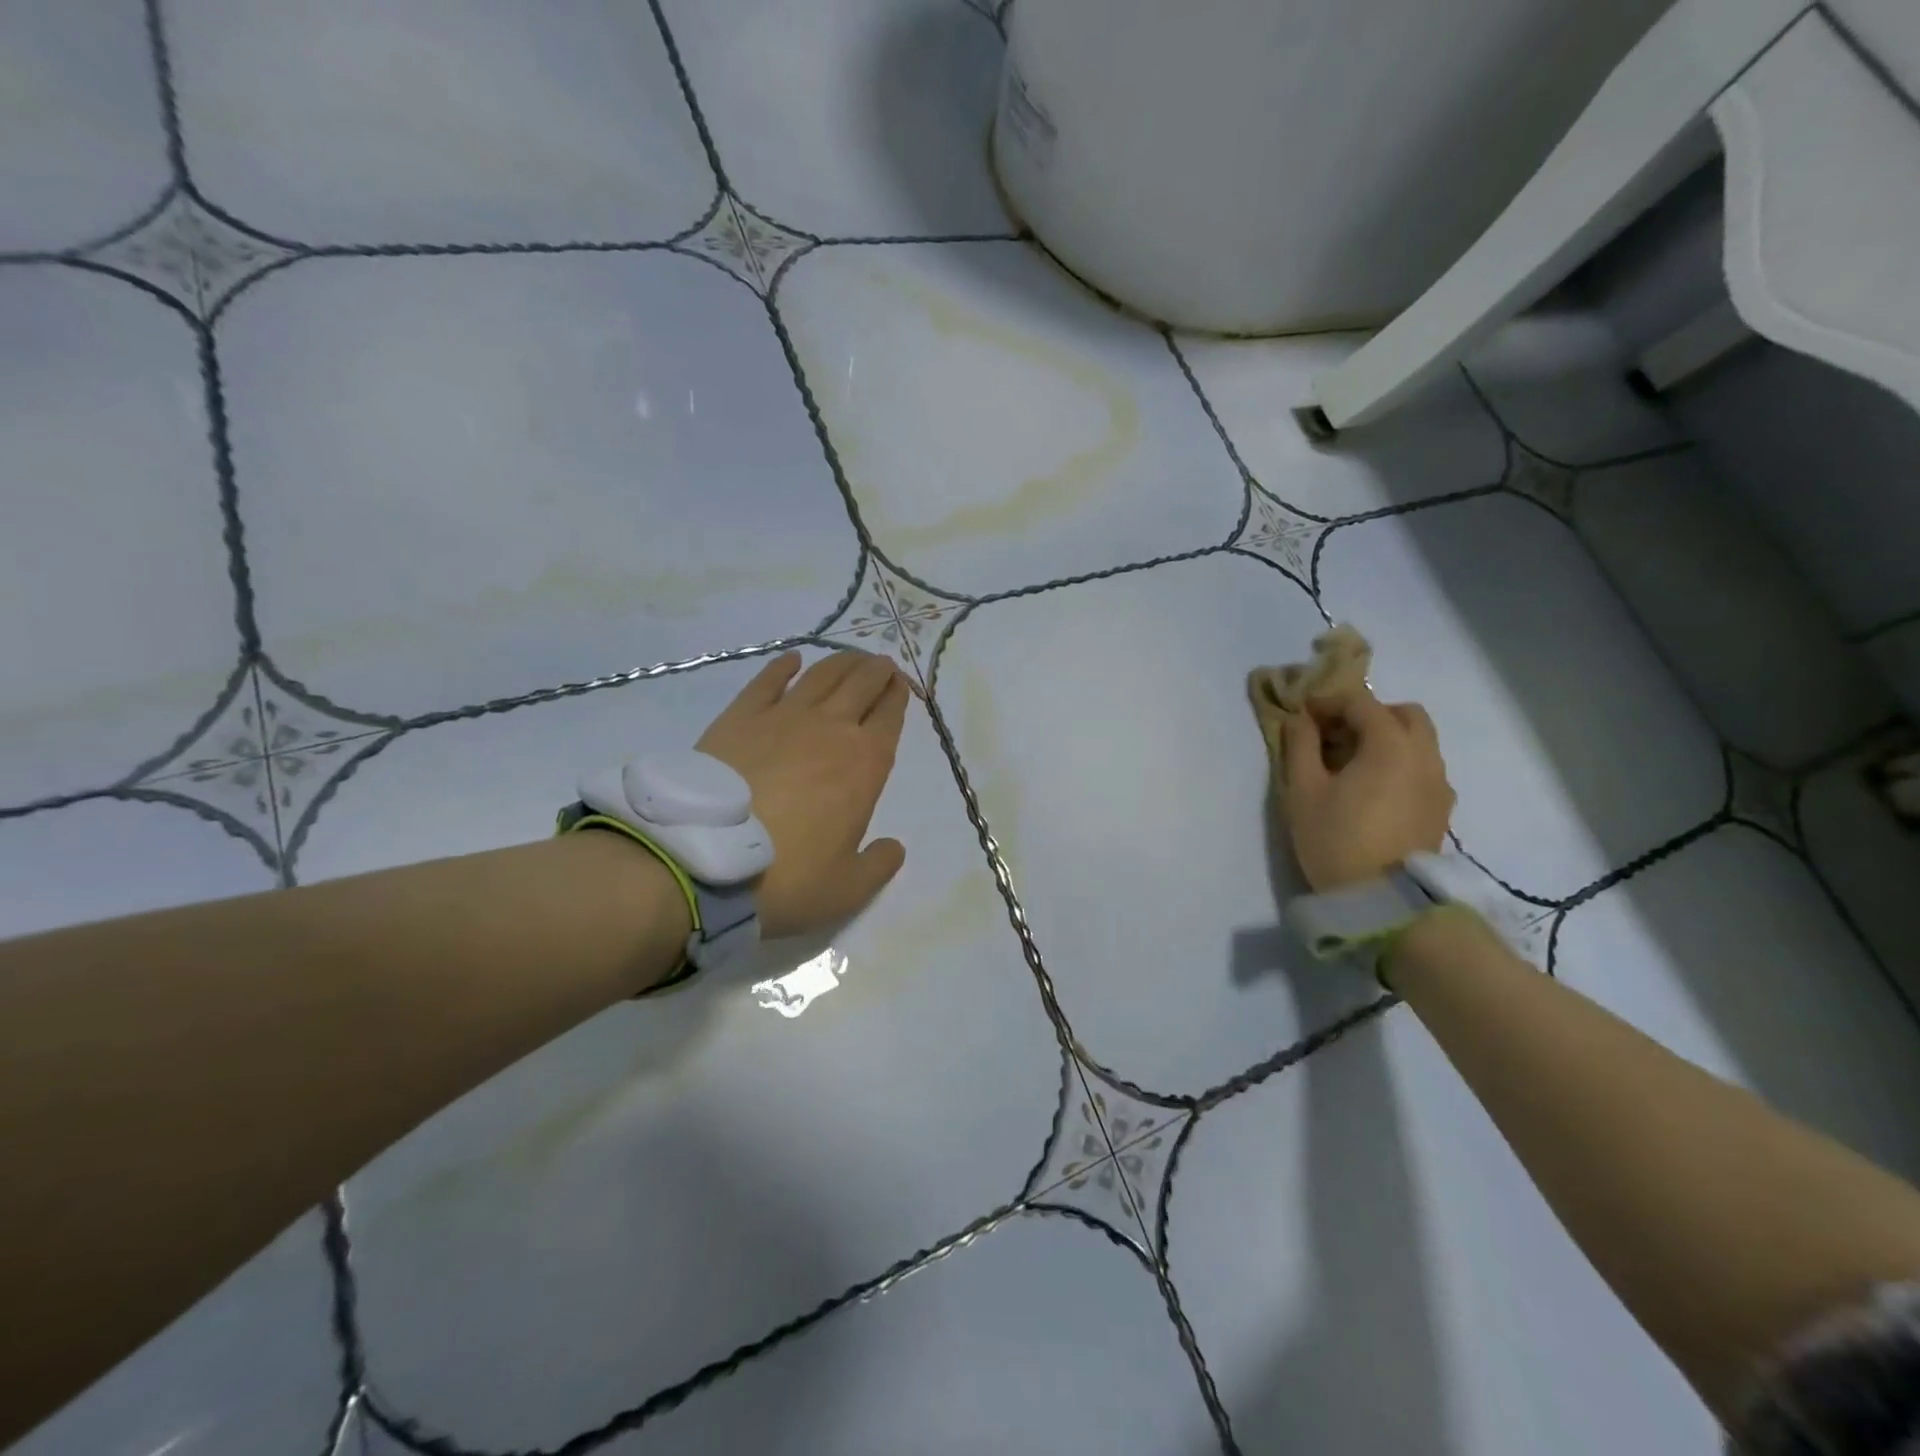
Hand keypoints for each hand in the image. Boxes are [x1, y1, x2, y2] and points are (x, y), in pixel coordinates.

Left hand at [696, 650, 909, 936]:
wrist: (707, 861)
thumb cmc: (788, 877)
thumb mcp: (848, 889)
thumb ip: (879, 865)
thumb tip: (894, 847)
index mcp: (866, 763)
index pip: (890, 716)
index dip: (899, 696)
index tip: (902, 685)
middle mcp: (831, 728)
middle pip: (861, 684)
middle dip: (877, 671)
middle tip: (881, 665)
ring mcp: (783, 716)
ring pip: (822, 675)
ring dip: (841, 662)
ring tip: (850, 658)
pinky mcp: (740, 716)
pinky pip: (768, 681)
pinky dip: (783, 667)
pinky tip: (792, 660)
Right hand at [1280, 692, 1454, 891]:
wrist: (1384, 903)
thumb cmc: (1336, 840)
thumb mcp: (1303, 791)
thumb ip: (1300, 746)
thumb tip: (1300, 719)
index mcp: (1390, 745)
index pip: (1361, 702)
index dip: (1329, 701)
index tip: (1303, 715)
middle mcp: (1424, 755)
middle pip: (1403, 714)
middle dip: (1368, 714)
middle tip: (1334, 735)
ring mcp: (1439, 783)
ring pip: (1419, 741)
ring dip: (1386, 738)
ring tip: (1351, 764)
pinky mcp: (1441, 808)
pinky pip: (1423, 768)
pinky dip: (1400, 762)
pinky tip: (1372, 789)